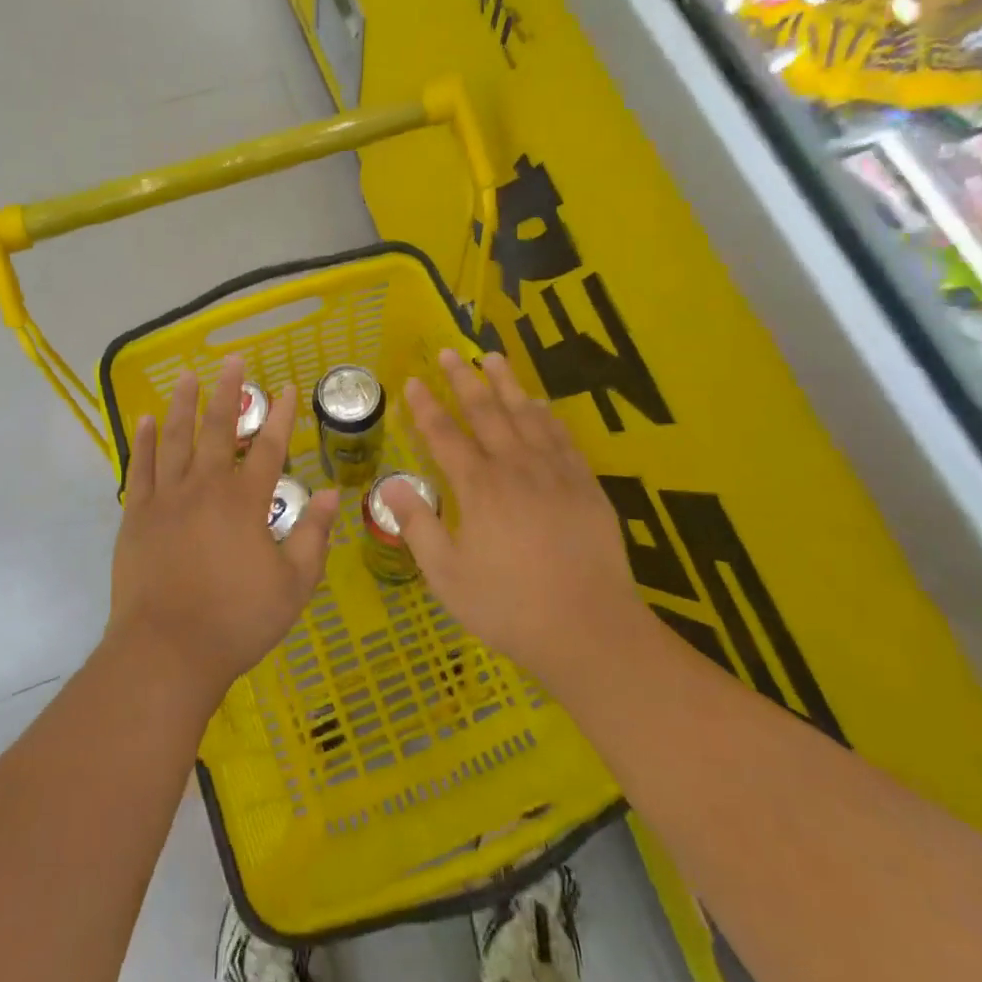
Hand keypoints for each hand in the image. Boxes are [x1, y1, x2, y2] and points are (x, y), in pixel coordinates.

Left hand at [108, 355, 339, 703]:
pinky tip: (145, 419)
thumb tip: (333, 494)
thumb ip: (313, 536)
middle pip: (219, 429)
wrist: (166, 652)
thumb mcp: (293, 585)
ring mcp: (166, 498)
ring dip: (183, 404)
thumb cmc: (236, 621)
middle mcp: (205, 487)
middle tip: (234, 361)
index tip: (289, 387)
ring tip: (189, 376)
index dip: (282, 416)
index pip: (270, 448)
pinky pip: (140, 467)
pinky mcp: (136, 515)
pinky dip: (143, 441)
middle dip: (229, 392)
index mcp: (245, 502)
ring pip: (175, 438)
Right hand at [384, 348, 649, 700]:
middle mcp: (515, 468)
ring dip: (506, 383)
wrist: (590, 629)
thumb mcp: (448, 576)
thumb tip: (391, 484)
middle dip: (463, 380)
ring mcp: (554, 473)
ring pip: (526, 415)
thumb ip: (418, 525)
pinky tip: (540, 404)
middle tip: (448, 351)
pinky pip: (562, 437)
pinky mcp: (585, 485)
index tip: (411, 380)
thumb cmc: (509, 606)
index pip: (444, 436)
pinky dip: (547, 415)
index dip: (425, 407)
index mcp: (478, 488)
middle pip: (485, 412)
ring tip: (492, 357)